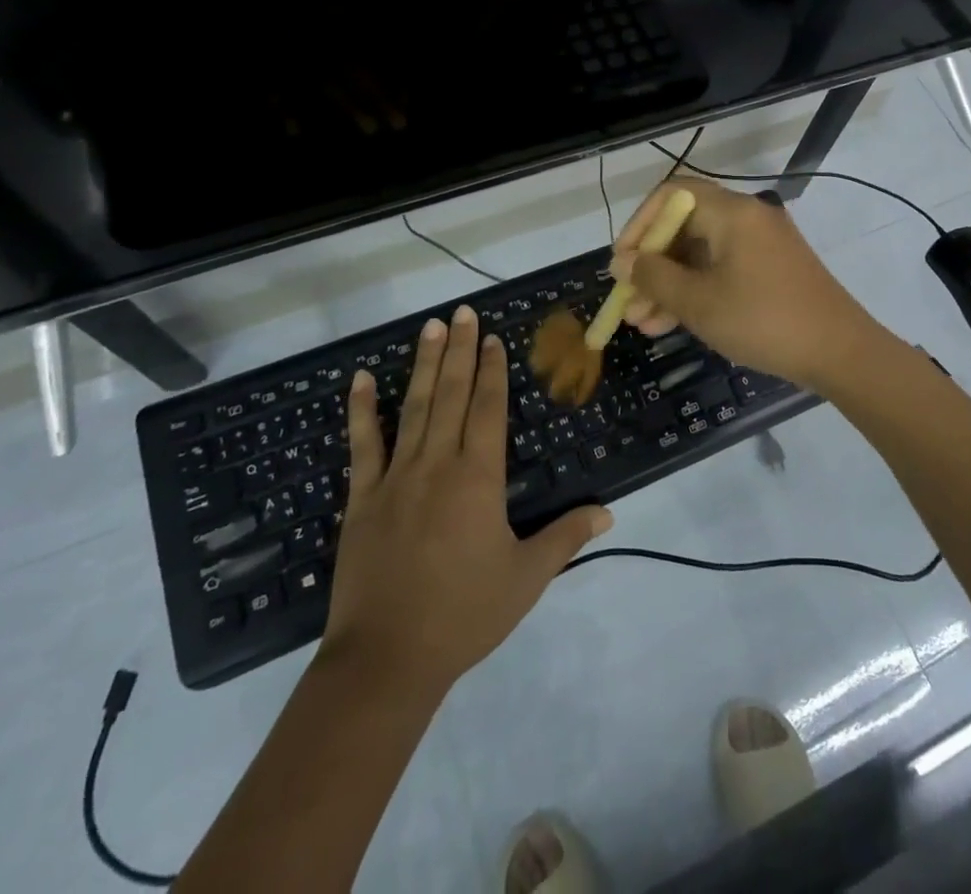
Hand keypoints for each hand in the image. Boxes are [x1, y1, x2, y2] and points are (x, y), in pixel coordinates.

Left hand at [319, 306, 612, 695]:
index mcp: (478, 477)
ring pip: (414, 407)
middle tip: (464, 311)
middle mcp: (437, 463)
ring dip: (424, 365)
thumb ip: (566, 537)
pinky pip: (363, 444)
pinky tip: (362, 379)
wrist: (386, 659)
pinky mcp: (362, 497)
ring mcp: (395, 477)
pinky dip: (362, 409)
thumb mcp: (526, 578)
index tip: (493, 338)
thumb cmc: (464, 615)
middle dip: (461, 350)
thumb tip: (608, 512)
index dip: (493, 370)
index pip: (489, 409)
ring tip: (431, 327)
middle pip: (453, 394)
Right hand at [612, 178, 888, 394]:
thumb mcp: (699, 302)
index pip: (671, 194)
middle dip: (651, 264)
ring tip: (641, 323)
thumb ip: (654, 277)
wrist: (840, 353)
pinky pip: (721, 269)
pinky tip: (670, 325)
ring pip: (700, 254)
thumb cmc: (764, 320)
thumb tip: (623, 262)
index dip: (639, 225)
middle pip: (684, 226)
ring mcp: (761, 244)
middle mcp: (746, 218)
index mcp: (731, 212)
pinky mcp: (770, 269)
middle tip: (627, 300)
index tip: (622, 262)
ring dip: (668, 285)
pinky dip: (696, 290)